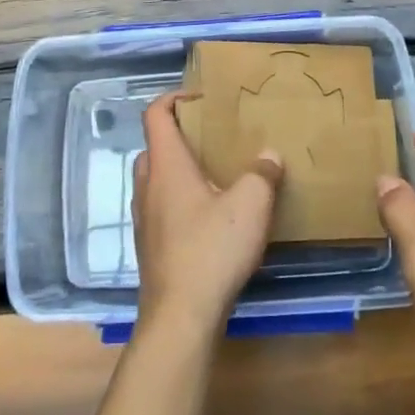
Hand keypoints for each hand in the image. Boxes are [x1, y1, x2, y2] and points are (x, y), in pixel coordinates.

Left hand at [132, 92, 282, 337]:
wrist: (179, 316)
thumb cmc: (211, 250)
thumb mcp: (250, 206)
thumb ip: (262, 175)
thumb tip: (269, 155)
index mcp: (166, 165)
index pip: (155, 115)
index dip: (173, 98)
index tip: (199, 98)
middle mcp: (148, 185)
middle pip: (155, 146)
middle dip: (179, 137)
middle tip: (211, 139)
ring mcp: (144, 218)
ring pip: (156, 179)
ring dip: (179, 171)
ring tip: (215, 177)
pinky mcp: (149, 246)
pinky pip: (161, 208)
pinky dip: (179, 201)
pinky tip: (209, 219)